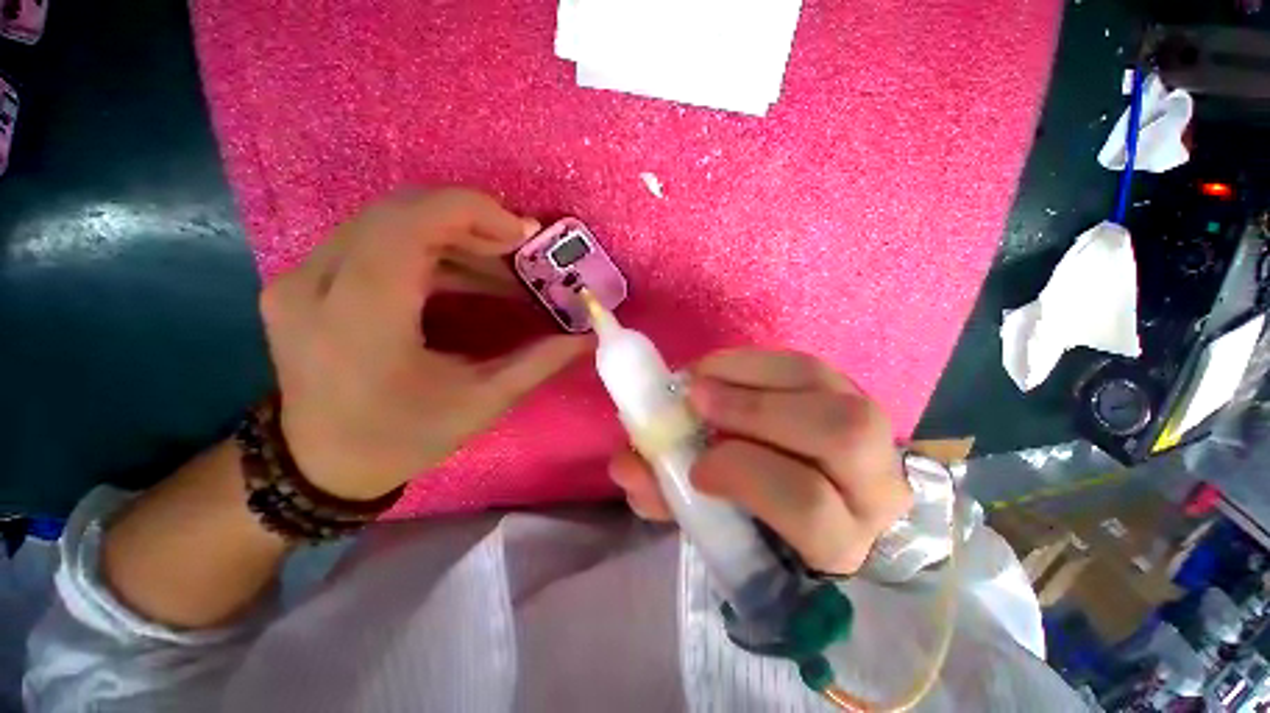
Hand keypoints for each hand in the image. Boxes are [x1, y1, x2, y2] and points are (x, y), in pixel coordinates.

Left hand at [260, 188, 590, 500]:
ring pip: (388, 221)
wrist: (321, 464)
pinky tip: (466, 276)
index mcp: (360, 316)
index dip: (474, 211)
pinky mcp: (306, 280)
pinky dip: (429, 249)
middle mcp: (317, 282)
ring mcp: (302, 277)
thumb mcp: (482, 403)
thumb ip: (539, 362)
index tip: (524, 235)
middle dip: (471, 222)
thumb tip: (588, 337)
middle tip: (520, 251)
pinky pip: (375, 240)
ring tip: (502, 268)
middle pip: (400, 212)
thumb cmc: (403, 438)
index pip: (410, 223)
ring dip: (454, 236)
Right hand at [609, 349, 910, 575]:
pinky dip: (750, 360)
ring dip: (748, 374)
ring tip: (700, 379)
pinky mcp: (847, 390)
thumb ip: (669, 498)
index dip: (745, 475)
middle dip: (753, 410)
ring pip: (822, 384)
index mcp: (839, 538)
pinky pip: (802, 362)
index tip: (696, 467)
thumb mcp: (715, 522)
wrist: (813, 497)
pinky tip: (719, 370)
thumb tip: (626, 466)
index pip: (810, 506)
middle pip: (837, 433)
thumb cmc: (759, 520)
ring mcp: (869, 426)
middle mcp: (873, 482)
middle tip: (694, 399)